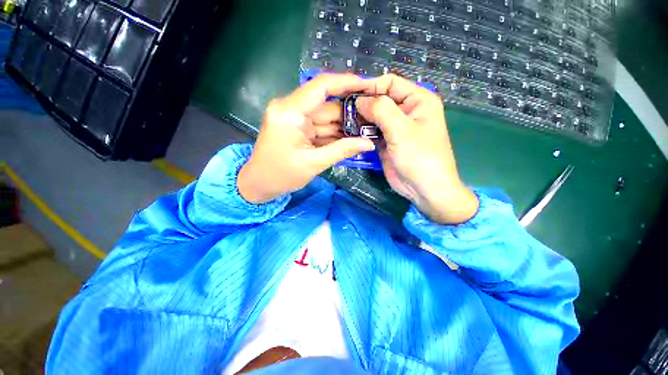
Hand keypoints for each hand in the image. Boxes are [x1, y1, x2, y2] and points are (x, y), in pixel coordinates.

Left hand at [238, 73, 375, 203]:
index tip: (369, 84)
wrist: (259, 184)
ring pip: (326, 116)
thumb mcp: (314, 163)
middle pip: (327, 104)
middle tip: (374, 118)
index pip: (321, 86)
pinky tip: (352, 138)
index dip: (347, 82)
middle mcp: (291, 108)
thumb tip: (369, 143)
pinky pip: (320, 126)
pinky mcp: (297, 126)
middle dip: (350, 112)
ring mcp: (294, 117)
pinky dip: (335, 133)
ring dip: (345, 125)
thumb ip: (342, 150)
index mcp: (290, 112)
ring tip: (367, 130)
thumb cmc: (281, 175)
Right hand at [356, 74, 478, 223]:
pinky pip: (372, 132)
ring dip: (361, 119)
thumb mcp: (401, 130)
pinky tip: (351, 133)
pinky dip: (363, 132)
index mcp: (417, 100)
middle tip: (343, 111)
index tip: (350, 94)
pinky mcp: (387, 142)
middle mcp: (406, 111)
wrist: (424, 189)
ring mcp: (395, 128)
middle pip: (380, 100)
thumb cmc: (419, 156)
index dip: (370, 85)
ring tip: (344, 122)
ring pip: (374, 117)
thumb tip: (359, 100)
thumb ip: (380, 110)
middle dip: (363, 104)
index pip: (390, 83)